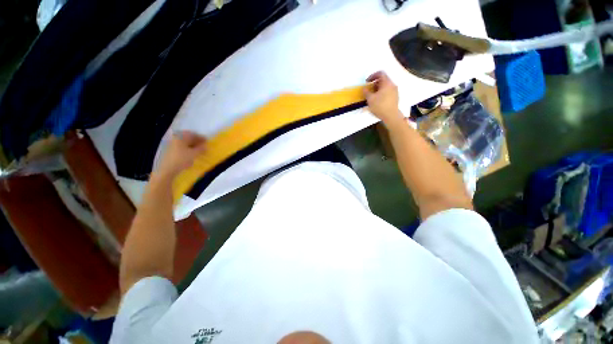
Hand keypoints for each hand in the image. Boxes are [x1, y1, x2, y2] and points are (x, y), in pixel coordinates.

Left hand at [154, 131, 206, 178]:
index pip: (192, 134)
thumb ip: (201, 149)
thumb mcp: (194, 154)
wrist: (167, 170)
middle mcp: (175, 139)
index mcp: (180, 137)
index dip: (200, 137)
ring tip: (199, 151)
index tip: (207, 141)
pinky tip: (192, 155)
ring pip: (184, 143)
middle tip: (204, 146)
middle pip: (188, 138)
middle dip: (197, 142)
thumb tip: (206, 146)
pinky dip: (188, 150)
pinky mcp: (170, 152)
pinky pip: (181, 148)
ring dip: (193, 146)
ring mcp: (172, 145)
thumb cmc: (181, 159)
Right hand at [364, 71, 402, 125]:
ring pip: (385, 86)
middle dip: (374, 83)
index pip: (380, 73)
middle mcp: (392, 85)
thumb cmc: (380, 106)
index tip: (367, 82)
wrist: (391, 116)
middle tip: (368, 90)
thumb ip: (366, 92)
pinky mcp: (395, 97)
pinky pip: (388, 91)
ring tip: (372, 96)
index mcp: (387, 83)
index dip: (372, 76)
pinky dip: (382, 93)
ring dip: (378, 89)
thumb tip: (364, 88)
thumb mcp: (370, 99)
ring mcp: (395, 91)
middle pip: (383, 80)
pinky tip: (378, 100)